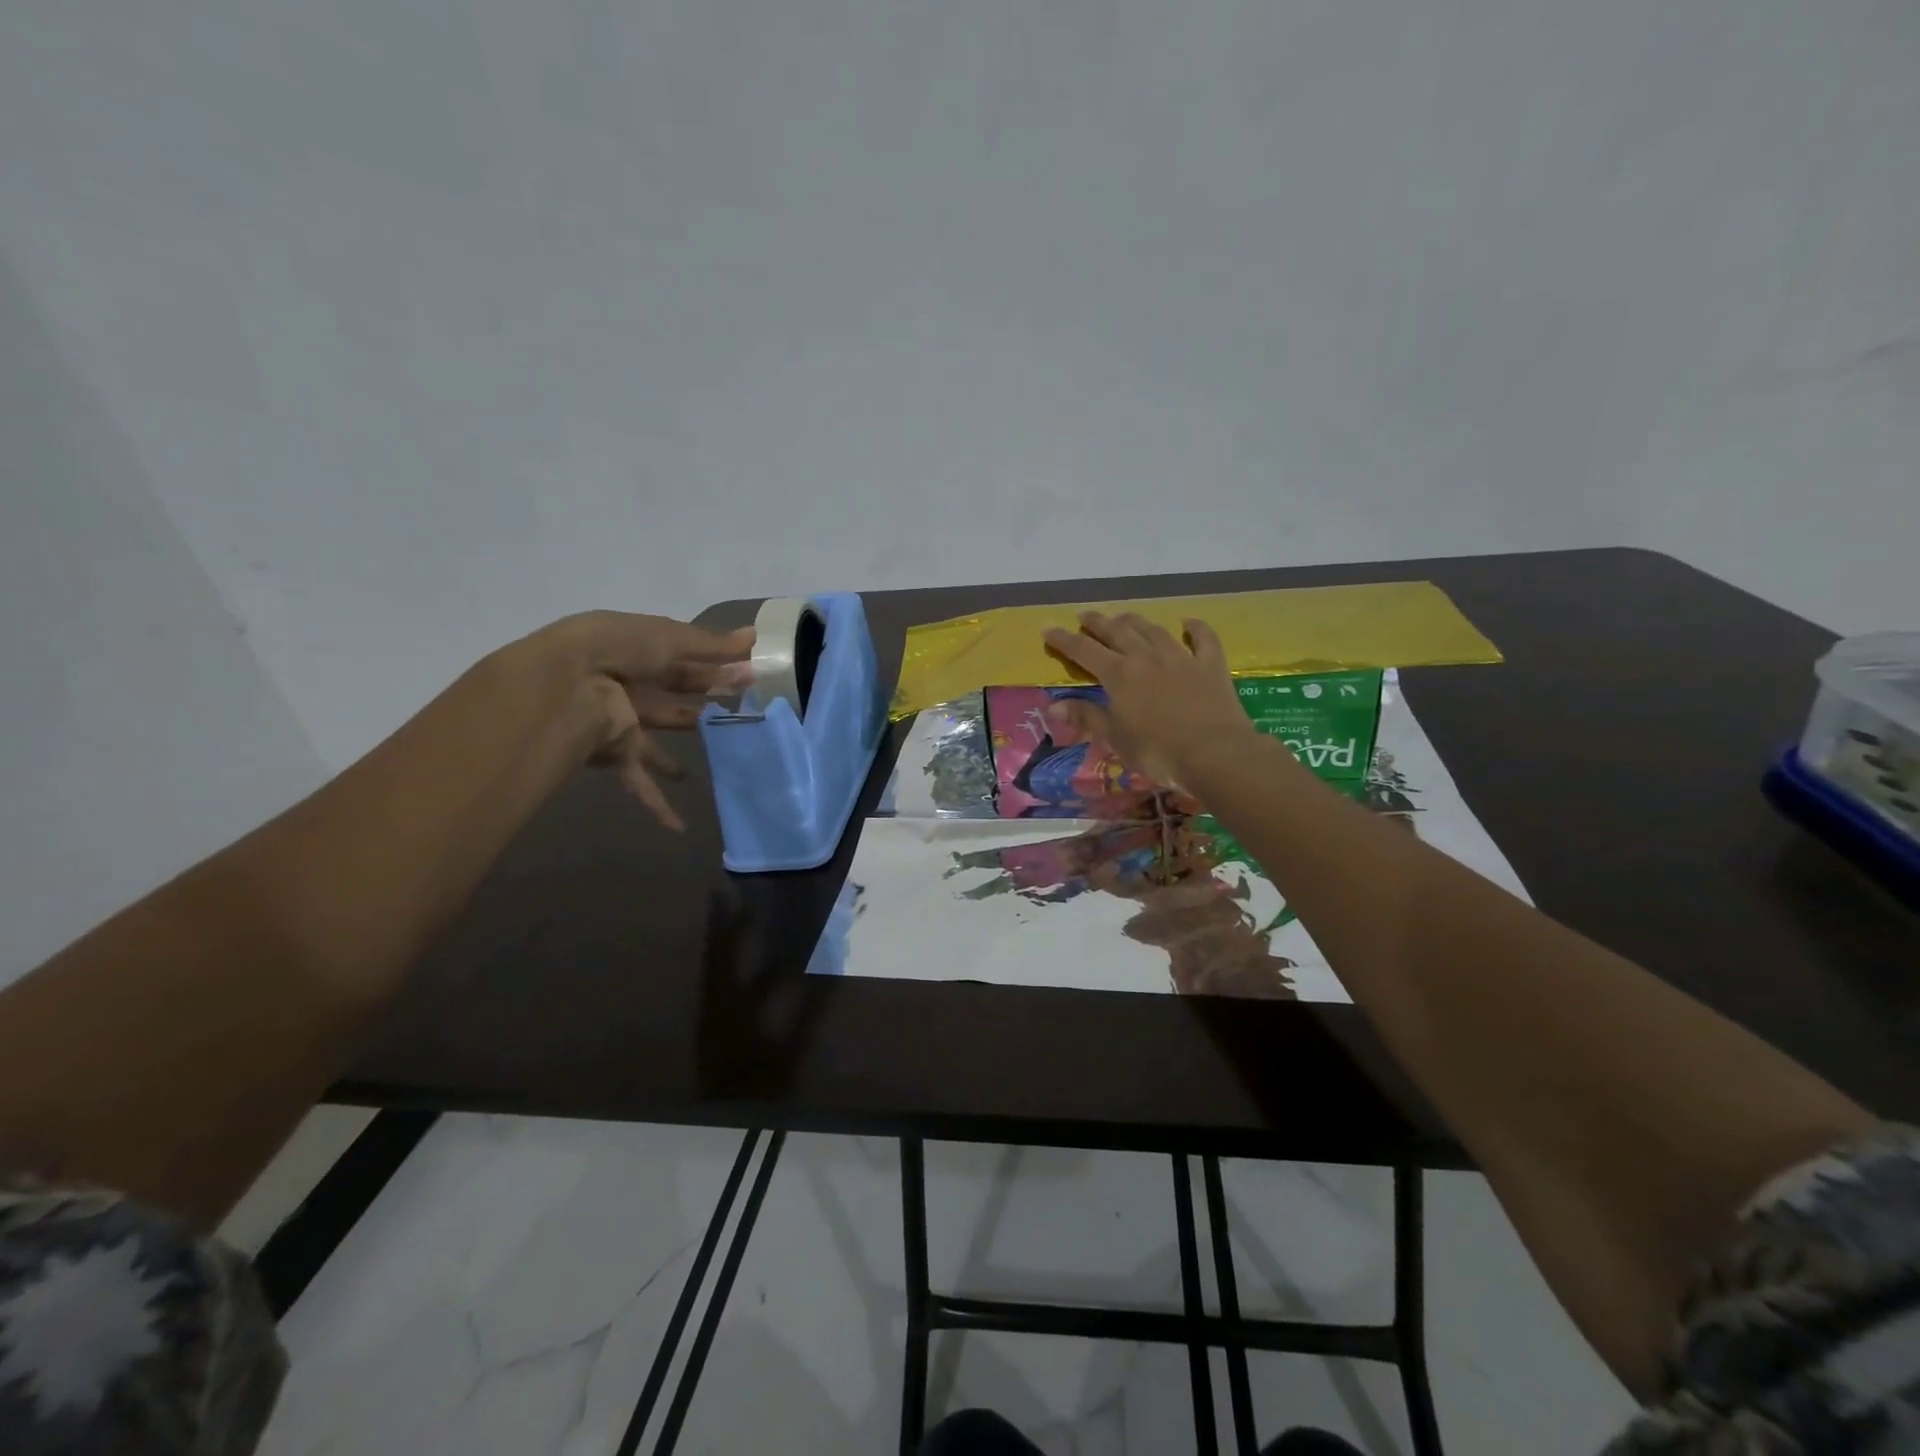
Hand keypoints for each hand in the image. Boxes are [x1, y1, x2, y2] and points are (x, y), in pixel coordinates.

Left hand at [546, 611, 754, 829]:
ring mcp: (623, 723)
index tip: (748, 676)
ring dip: (677, 756)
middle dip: (705, 706)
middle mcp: (631, 688)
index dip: (717, 669)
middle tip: (743, 711)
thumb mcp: (671, 638)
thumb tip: (756, 636)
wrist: (567, 681)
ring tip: (706, 766)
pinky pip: (639, 782)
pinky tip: (678, 827)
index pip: (686, 663)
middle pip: (675, 703)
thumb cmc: (622, 649)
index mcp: (641, 654)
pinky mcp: (616, 753)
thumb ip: (713, 645)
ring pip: (657, 744)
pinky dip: (658, 805)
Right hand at [1040, 613, 1256, 790]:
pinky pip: (1203, 639)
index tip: (1049, 629)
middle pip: (1118, 632)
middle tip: (1085, 615)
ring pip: (1153, 630)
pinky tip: (1188, 623)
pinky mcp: (1211, 665)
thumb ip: (1087, 718)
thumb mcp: (1116, 739)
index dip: (1065, 640)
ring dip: (1135, 621)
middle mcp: (1147, 657)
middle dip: (1098, 622)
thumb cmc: (1158, 752)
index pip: (1084, 651)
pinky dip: (1195, 628)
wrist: (1216, 754)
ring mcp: (1181, 658)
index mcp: (1119, 675)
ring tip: (1124, 616)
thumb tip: (1054, 705)